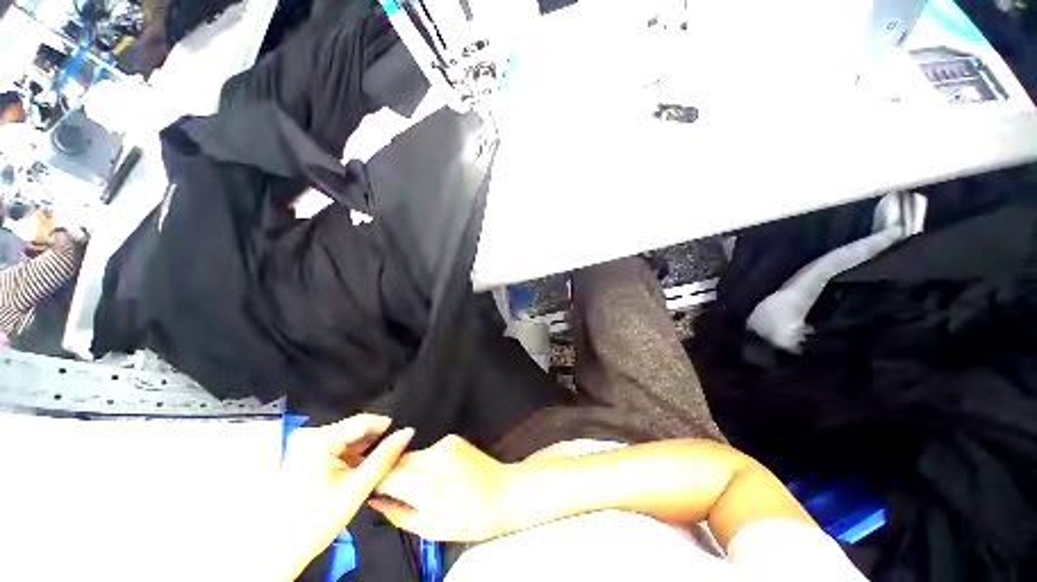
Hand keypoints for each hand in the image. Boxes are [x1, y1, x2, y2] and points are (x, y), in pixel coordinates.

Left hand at [278, 415, 413, 573]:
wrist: (277, 551)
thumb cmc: (313, 523)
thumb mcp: (357, 488)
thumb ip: (385, 457)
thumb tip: (407, 433)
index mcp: (318, 439)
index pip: (364, 420)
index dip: (387, 428)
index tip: (402, 438)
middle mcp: (308, 435)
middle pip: (354, 430)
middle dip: (373, 444)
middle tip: (387, 460)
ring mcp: (302, 443)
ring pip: (346, 438)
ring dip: (361, 452)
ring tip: (370, 470)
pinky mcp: (301, 453)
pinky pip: (334, 447)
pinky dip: (347, 458)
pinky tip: (353, 473)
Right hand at [370, 435, 514, 541]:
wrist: (505, 491)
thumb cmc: (471, 519)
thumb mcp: (432, 530)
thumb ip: (399, 514)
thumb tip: (374, 500)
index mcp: (429, 487)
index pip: (387, 475)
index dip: (372, 479)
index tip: (363, 485)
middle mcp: (435, 458)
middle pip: (397, 461)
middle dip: (389, 473)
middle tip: (390, 490)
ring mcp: (445, 444)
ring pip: (411, 455)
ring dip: (408, 469)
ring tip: (420, 486)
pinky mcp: (453, 438)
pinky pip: (427, 451)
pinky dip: (424, 462)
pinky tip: (437, 474)